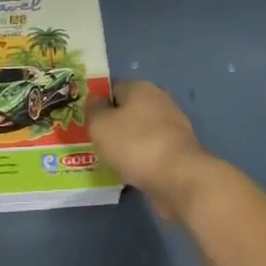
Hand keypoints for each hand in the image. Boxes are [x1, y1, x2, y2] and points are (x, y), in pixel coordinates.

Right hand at [89, 81, 221, 222]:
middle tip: (95, 143)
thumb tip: (95, 102)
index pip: (113, 89)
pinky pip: (151, 150)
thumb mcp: (100, 125)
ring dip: (127, 144)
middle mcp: (159, 101)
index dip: (98, 104)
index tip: (86, 123)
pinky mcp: (179, 149)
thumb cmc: (134, 144)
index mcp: (141, 87)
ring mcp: (173, 125)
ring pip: (140, 132)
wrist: (178, 177)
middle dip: (113, 125)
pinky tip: (130, 173)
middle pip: (128, 110)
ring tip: (109, 162)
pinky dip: (141, 159)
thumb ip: (93, 110)